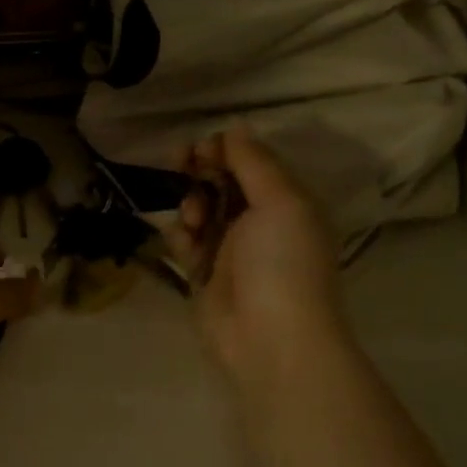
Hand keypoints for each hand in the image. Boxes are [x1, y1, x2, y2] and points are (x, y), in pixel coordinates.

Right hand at [165, 129, 344, 374]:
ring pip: (199, 209)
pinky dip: (180, 234)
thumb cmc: (283, 263)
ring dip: (190, 203)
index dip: (223, 150)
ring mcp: (230, 250)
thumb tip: (235, 128)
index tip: (200, 149)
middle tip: (180, 164)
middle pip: (220, 182)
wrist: (269, 338)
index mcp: (286, 202)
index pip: (250, 162)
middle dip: (199, 171)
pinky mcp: (203, 274)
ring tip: (194, 221)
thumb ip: (254, 162)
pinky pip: (185, 241)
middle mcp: (259, 222)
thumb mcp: (280, 201)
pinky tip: (183, 240)